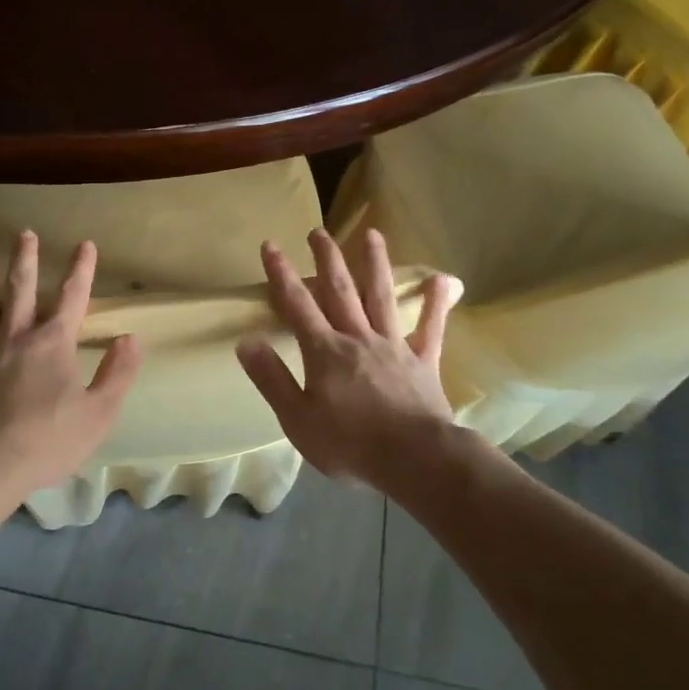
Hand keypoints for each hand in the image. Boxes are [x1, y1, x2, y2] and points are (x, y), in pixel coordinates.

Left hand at [0, 232, 141, 508]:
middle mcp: (15, 336)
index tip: (85, 244)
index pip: (73, 298)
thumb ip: (118, 373)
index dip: (81, 270)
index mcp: (53, 344)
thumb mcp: (99, 413)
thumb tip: (131, 338)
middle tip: (24, 233)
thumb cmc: (46, 442)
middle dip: (26, 260)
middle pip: (22, 290)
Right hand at [236, 228, 460, 490]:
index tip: (271, 245)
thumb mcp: (297, 419)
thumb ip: (272, 378)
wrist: (415, 459)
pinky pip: (431, 329)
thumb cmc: (350, 444)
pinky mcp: (424, 362)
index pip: (297, 305)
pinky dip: (435, 304)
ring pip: (382, 297)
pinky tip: (442, 280)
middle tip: (319, 230)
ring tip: (372, 234)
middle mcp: (358, 338)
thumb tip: (246, 341)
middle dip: (327, 259)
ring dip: (376, 264)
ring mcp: (394, 346)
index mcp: (325, 351)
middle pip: (340, 290)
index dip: (282, 274)